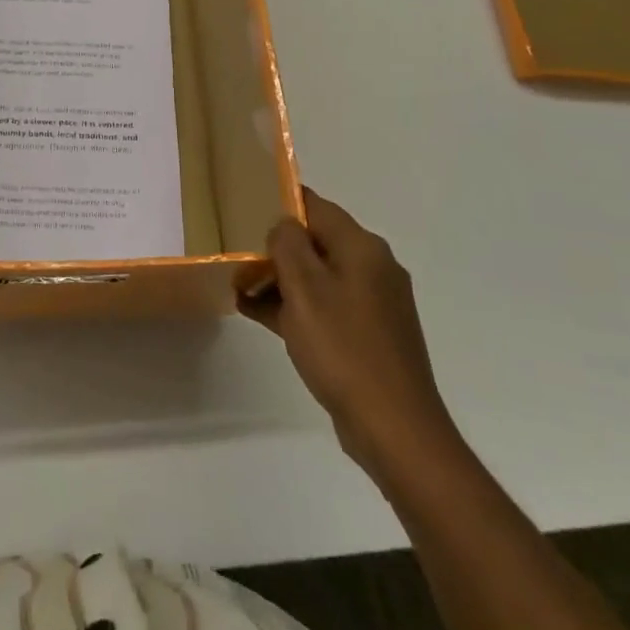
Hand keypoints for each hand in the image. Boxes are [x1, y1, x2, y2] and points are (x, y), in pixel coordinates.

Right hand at [242, 187, 462, 482]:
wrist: (394, 427)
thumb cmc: (343, 348)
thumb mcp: (304, 288)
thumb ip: (288, 244)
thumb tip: (284, 225)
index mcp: (362, 248)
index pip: (315, 206)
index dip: (280, 202)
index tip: (244, 207)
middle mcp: (373, 267)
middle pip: (316, 241)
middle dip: (275, 248)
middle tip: (236, 255)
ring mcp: (373, 303)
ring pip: (318, 276)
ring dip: (280, 280)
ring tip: (239, 288)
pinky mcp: (368, 334)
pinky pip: (325, 306)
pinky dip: (296, 306)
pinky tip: (259, 315)